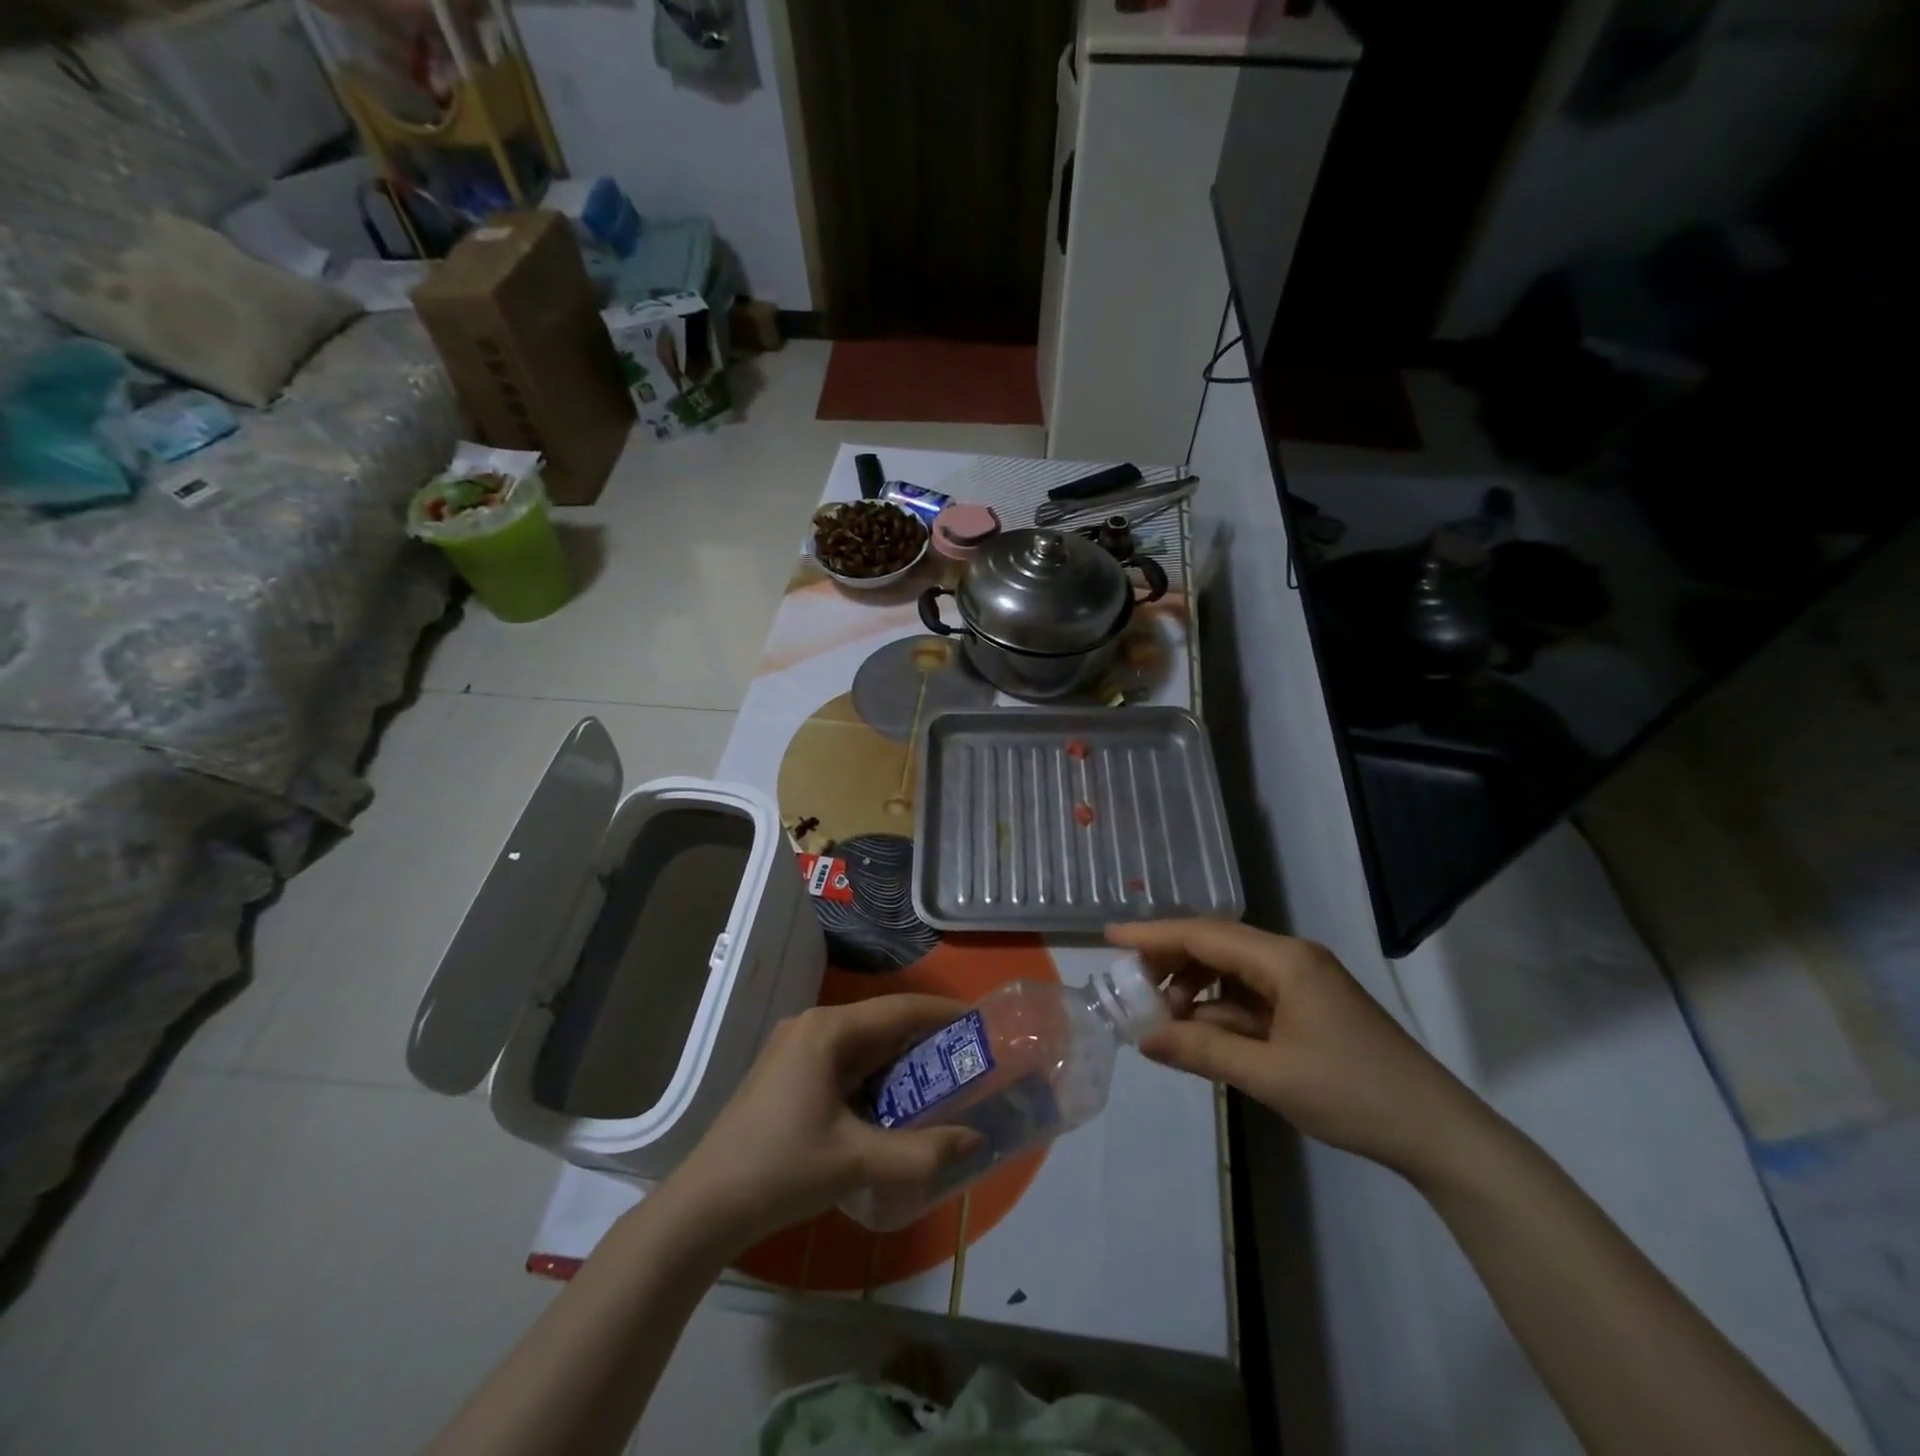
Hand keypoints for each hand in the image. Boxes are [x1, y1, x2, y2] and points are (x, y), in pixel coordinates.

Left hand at [668, 997, 983, 1246]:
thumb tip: (975, 1141)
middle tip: (969, 1060)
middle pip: (881, 1024)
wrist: (703, 1206)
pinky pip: (843, 1063)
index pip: (898, 1009)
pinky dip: (873, 1078)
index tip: (981, 1022)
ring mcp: (795, 1049)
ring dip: (899, 1062)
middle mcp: (812, 1027)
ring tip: (942, 1082)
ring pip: (862, 1046)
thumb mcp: (856, 1163)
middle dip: (924, 1041)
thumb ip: (920, 1153)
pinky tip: (893, 1104)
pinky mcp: (787, 1074)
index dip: (942, 1012)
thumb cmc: (780, 1169)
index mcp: (827, 1030)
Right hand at [1108, 919, 1484, 1179]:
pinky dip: (1220, 1013)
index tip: (1109, 938)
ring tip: (1162, 1021)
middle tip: (1130, 987)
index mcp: (1285, 960)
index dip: (1153, 935)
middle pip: (1216, 946)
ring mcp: (1302, 984)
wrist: (1439, 1134)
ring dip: (1195, 992)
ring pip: (1231, 973)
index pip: (1204, 934)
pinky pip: (1250, 998)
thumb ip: (1202, 1051)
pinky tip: (1200, 1036)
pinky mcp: (1309, 1009)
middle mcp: (1291, 959)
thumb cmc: (1353, 1094)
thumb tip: (1143, 1038)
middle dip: (1171, 964)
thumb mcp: (1270, 1075)